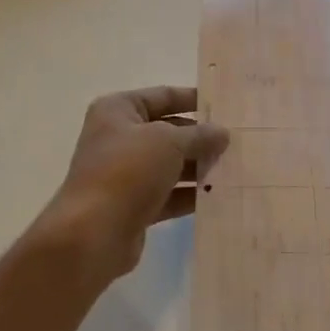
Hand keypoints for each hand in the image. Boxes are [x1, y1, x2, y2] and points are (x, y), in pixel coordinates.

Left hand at [38, 87, 227, 280]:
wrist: (93, 234)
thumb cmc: (127, 171)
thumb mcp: (168, 142)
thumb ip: (198, 135)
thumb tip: (222, 133)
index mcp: (118, 110)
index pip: (163, 96)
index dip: (194, 99)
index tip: (225, 106)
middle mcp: (119, 137)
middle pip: (167, 131)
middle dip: (199, 137)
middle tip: (237, 141)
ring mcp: (124, 173)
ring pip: (169, 164)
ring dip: (197, 167)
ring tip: (234, 167)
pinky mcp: (132, 205)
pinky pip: (167, 193)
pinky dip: (189, 194)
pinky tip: (218, 196)